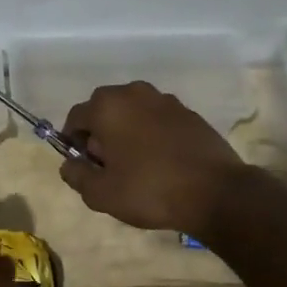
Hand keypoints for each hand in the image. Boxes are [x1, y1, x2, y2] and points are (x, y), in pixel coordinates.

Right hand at [59, 82, 247, 235]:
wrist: (217, 193)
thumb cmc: (149, 190)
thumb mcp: (101, 193)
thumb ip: (76, 175)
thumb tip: (69, 164)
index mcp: (107, 106)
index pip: (75, 118)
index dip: (73, 142)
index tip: (83, 166)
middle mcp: (134, 93)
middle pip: (104, 111)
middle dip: (100, 134)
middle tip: (108, 167)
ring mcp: (165, 100)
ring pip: (132, 113)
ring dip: (126, 132)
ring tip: (136, 165)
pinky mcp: (189, 113)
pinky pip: (157, 120)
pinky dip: (152, 134)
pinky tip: (161, 162)